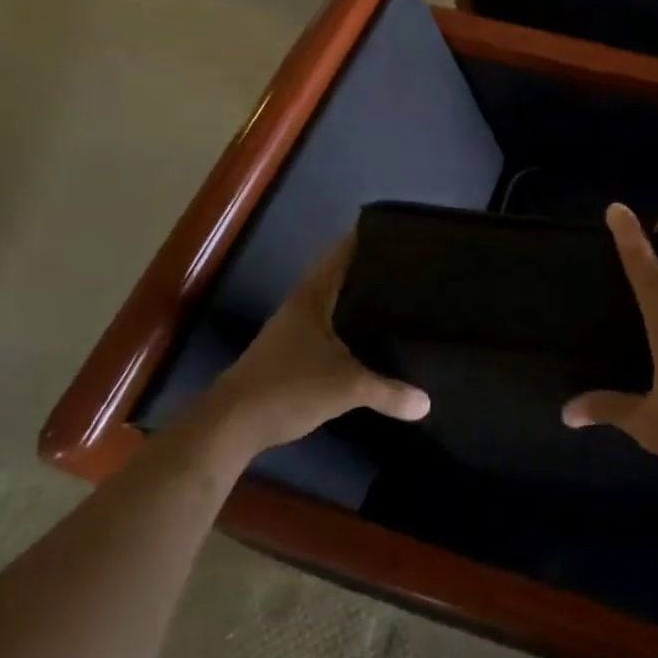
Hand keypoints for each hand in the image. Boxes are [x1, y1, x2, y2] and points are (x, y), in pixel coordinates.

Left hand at [204, 235, 427, 451]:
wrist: (231, 425)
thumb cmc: (289, 387)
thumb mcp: (347, 388)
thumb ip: (388, 392)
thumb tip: (426, 403)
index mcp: (312, 297)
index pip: (341, 255)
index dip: (364, 240)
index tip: (396, 233)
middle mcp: (301, 306)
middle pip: (338, 277)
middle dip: (368, 271)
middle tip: (407, 268)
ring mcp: (291, 331)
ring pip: (331, 305)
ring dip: (356, 301)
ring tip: (394, 299)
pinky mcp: (288, 355)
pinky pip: (327, 330)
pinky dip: (347, 328)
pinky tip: (367, 340)